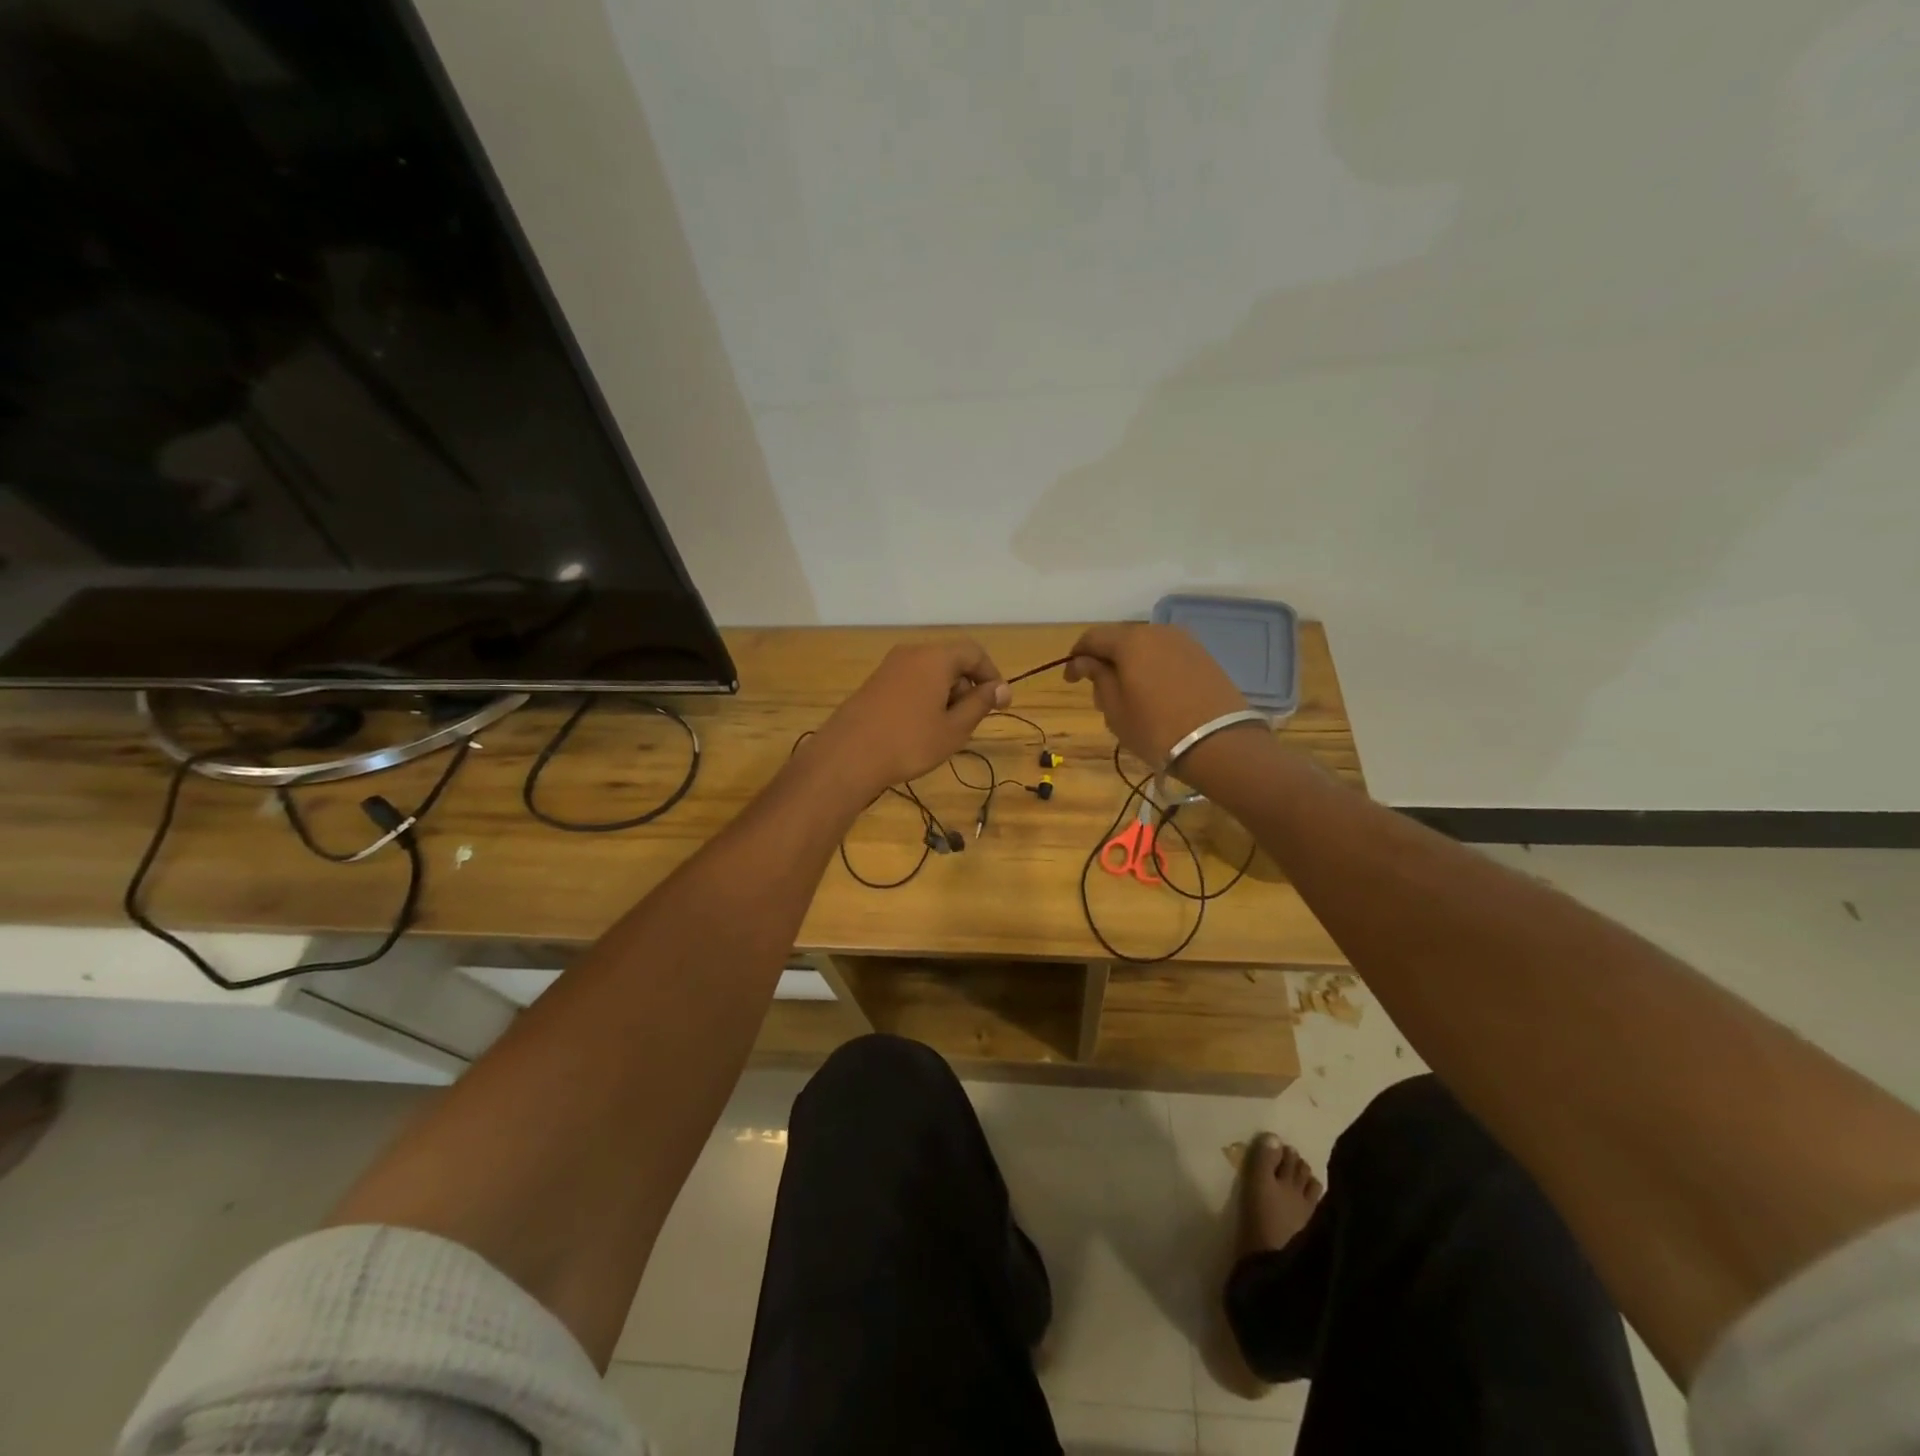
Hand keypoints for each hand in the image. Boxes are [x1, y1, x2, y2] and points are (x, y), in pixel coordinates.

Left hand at [811, 639, 1008, 797]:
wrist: (848, 756)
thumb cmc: (910, 742)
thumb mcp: (954, 728)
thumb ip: (980, 704)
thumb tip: (1001, 688)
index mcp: (935, 657)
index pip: (974, 652)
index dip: (992, 675)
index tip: (999, 704)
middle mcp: (912, 653)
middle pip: (951, 660)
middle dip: (966, 687)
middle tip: (968, 722)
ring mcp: (889, 667)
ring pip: (929, 673)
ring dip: (945, 695)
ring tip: (943, 730)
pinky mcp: (874, 683)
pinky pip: (910, 682)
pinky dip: (924, 698)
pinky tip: (918, 728)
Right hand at [1066, 623, 1250, 766]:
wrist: (1219, 743)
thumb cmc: (1155, 728)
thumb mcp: (1115, 709)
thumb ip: (1098, 678)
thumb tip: (1084, 661)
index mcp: (1130, 640)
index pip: (1092, 638)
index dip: (1076, 657)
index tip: (1070, 680)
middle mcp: (1157, 631)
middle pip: (1120, 639)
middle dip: (1105, 661)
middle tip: (1099, 692)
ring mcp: (1185, 642)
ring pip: (1145, 648)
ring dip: (1130, 665)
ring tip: (1127, 696)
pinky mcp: (1203, 657)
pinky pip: (1166, 656)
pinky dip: (1152, 669)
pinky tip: (1153, 694)